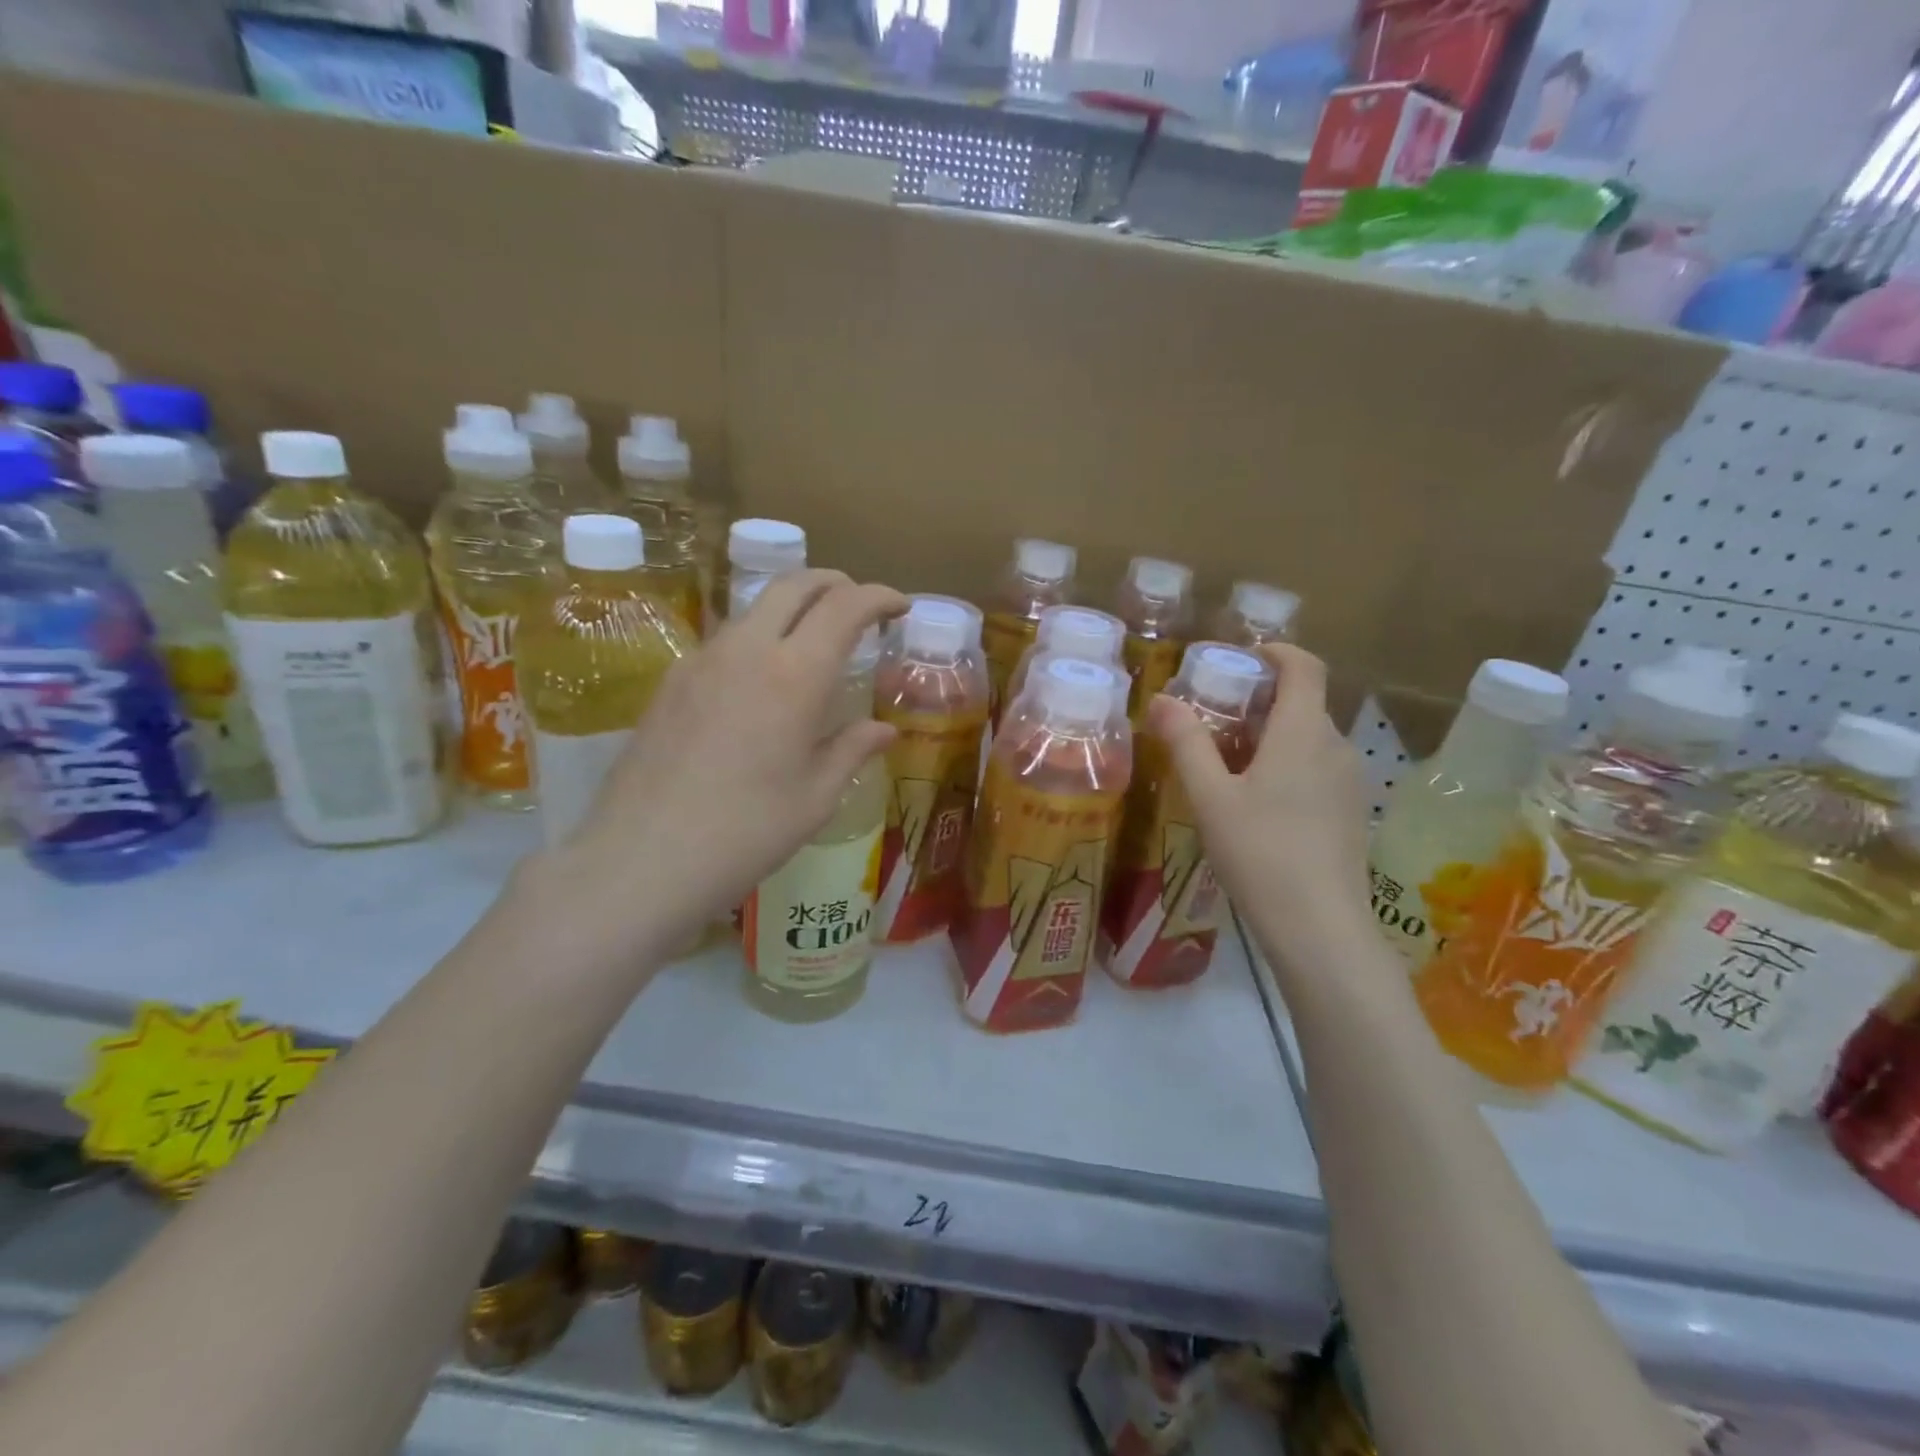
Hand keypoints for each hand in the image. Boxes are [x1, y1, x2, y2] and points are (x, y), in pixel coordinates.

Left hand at [557, 570, 904, 958]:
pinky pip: (726, 638)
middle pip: (794, 585)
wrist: (644, 858)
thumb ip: (853, 749)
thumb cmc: (746, 832)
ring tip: (814, 640)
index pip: (845, 606)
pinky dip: (759, 636)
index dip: (878, 596)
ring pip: (755, 607)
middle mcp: (747, 650)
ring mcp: (702, 660)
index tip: (899, 605)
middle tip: (860, 604)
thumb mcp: (815, 796)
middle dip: (835, 582)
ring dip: (793, 607)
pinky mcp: (672, 679)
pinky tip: (763, 679)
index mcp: (794, 675)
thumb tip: (885, 730)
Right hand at [1149, 643, 1372, 958]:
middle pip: (1302, 702)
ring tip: (1226, 760)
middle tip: (1213, 717)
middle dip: (1259, 699)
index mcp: (1303, 732)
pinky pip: (1317, 766)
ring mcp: (1349, 781)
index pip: (1304, 666)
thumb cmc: (1259, 852)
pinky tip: (1256, 799)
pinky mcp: (1351, 811)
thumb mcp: (1210, 797)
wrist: (1319, 926)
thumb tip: (1161, 700)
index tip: (1241, 658)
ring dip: (1271, 733)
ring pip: (1309, 737)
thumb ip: (1186, 743)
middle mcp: (1335, 746)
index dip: (1275, 652)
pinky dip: (1287, 762)